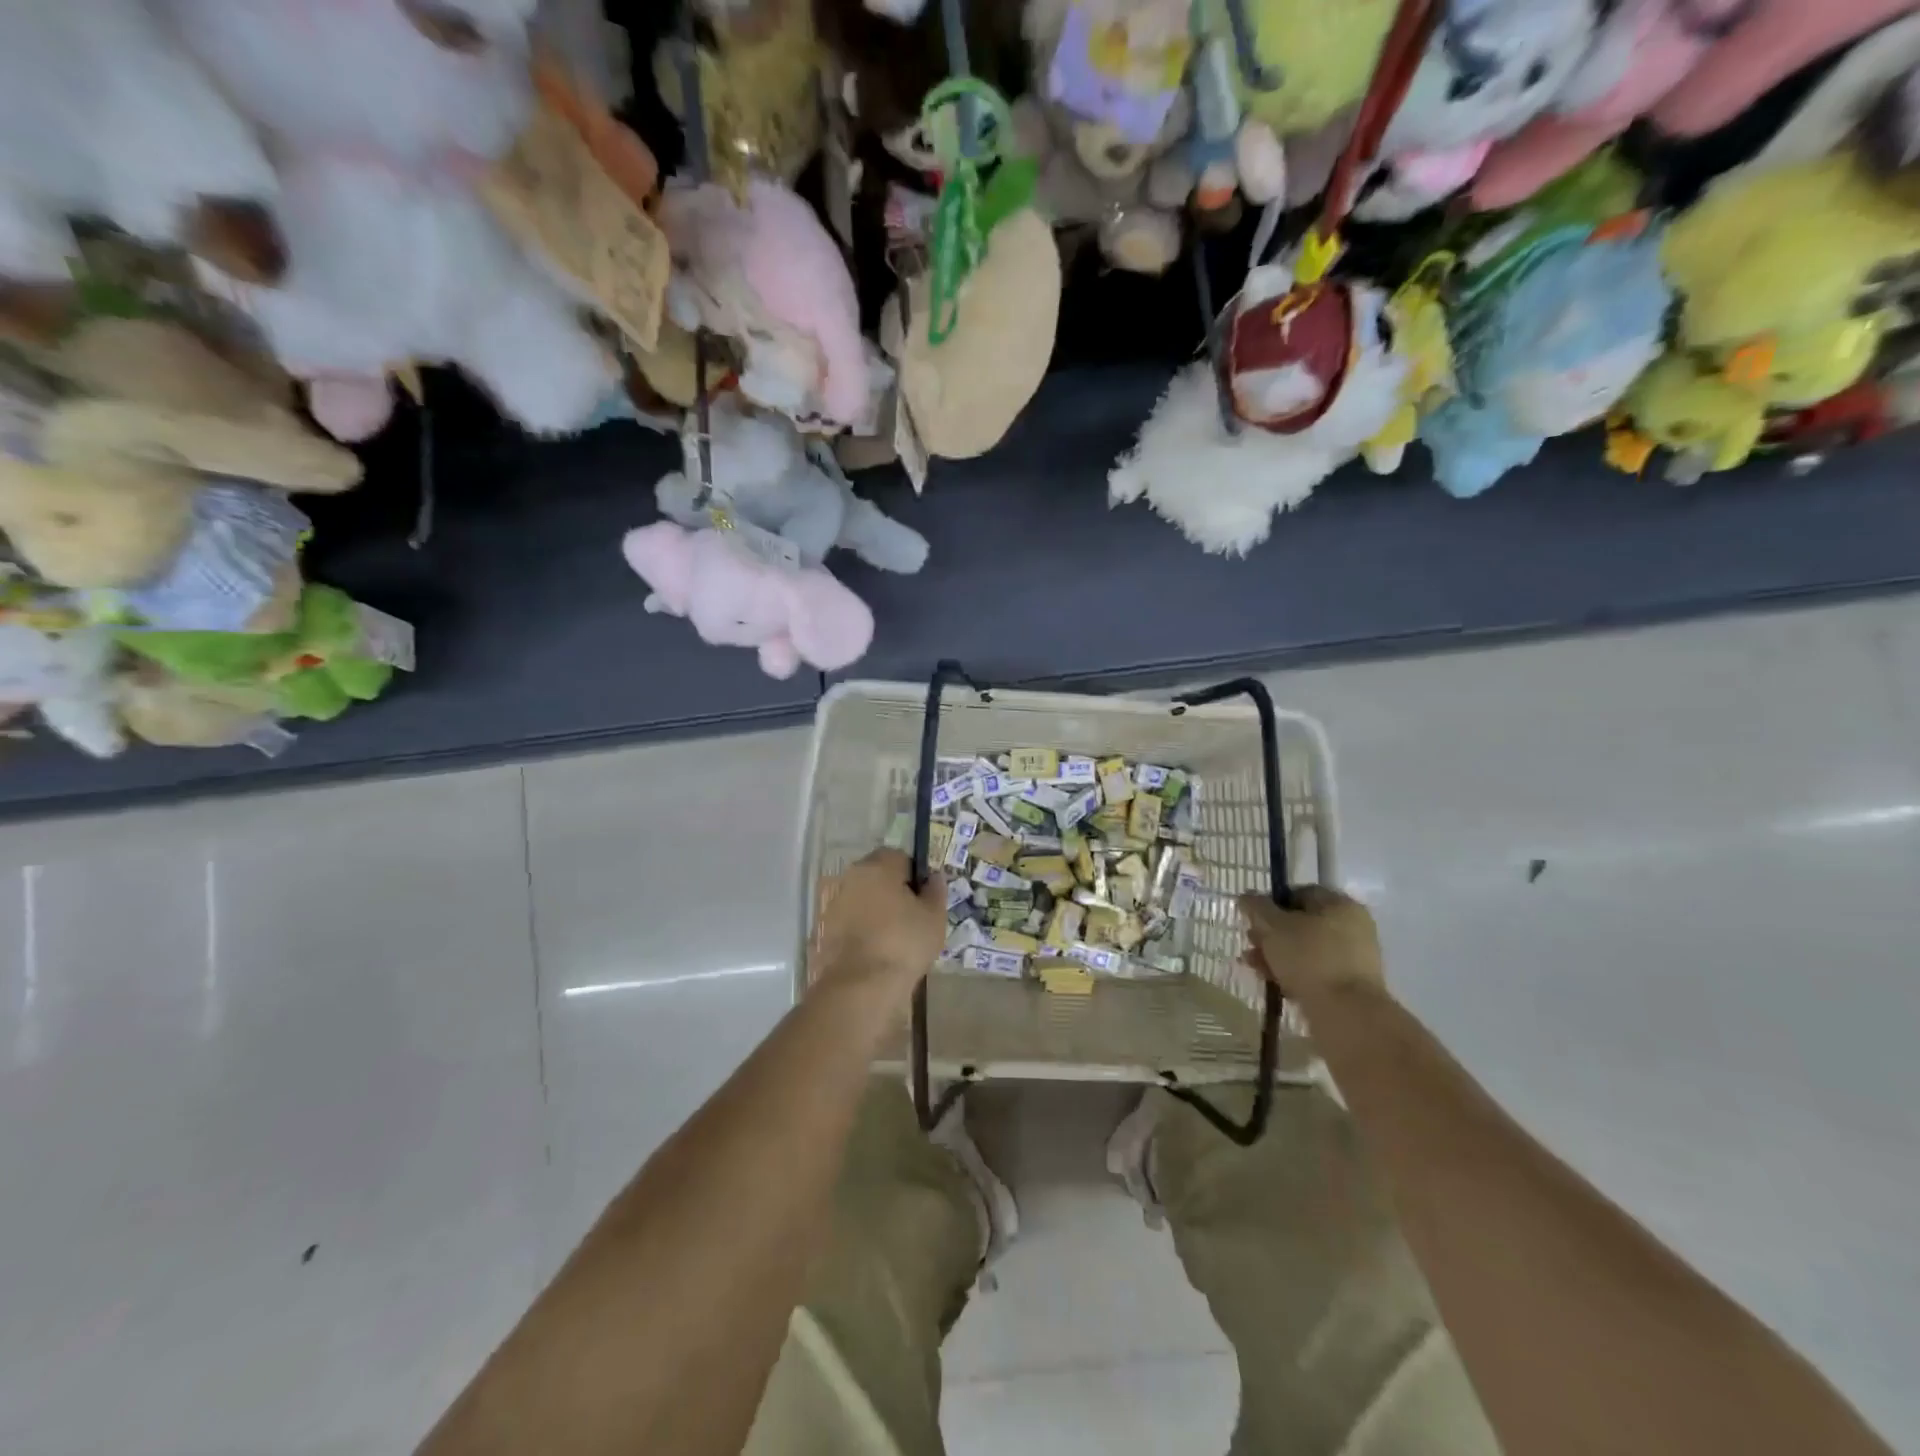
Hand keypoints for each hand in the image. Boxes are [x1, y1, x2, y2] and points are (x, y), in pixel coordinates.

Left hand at [812, 849, 947, 1002]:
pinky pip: (849, 921)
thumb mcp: (934, 916)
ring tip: (893, 938)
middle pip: (877, 876)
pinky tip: (875, 951)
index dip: (915, 876)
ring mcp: (833, 903)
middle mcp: (851, 877)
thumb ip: (936, 890)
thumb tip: (933, 877)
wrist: (861, 986)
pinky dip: (861, 929)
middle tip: (911, 918)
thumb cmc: (904, 943)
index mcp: (878, 866)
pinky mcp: (823, 929)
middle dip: (893, 890)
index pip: (900, 857)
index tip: (924, 899)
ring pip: (861, 899)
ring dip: (875, 910)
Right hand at [1238, 885, 1384, 1009]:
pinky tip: (1269, 980)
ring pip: (1304, 949)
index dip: (1271, 903)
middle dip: (1270, 933)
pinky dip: (1291, 973)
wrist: (1346, 1014)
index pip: (1299, 893)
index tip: (1252, 918)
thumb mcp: (1273, 926)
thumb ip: (1256, 907)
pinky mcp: (1348, 986)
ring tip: (1252, 965)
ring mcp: (1352, 958)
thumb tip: (1246, 896)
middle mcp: (1352, 927)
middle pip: (1300, 923)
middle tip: (1250, 942)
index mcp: (1340, 905)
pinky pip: (1313, 972)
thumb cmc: (1309, 958)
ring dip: (1275, 954)